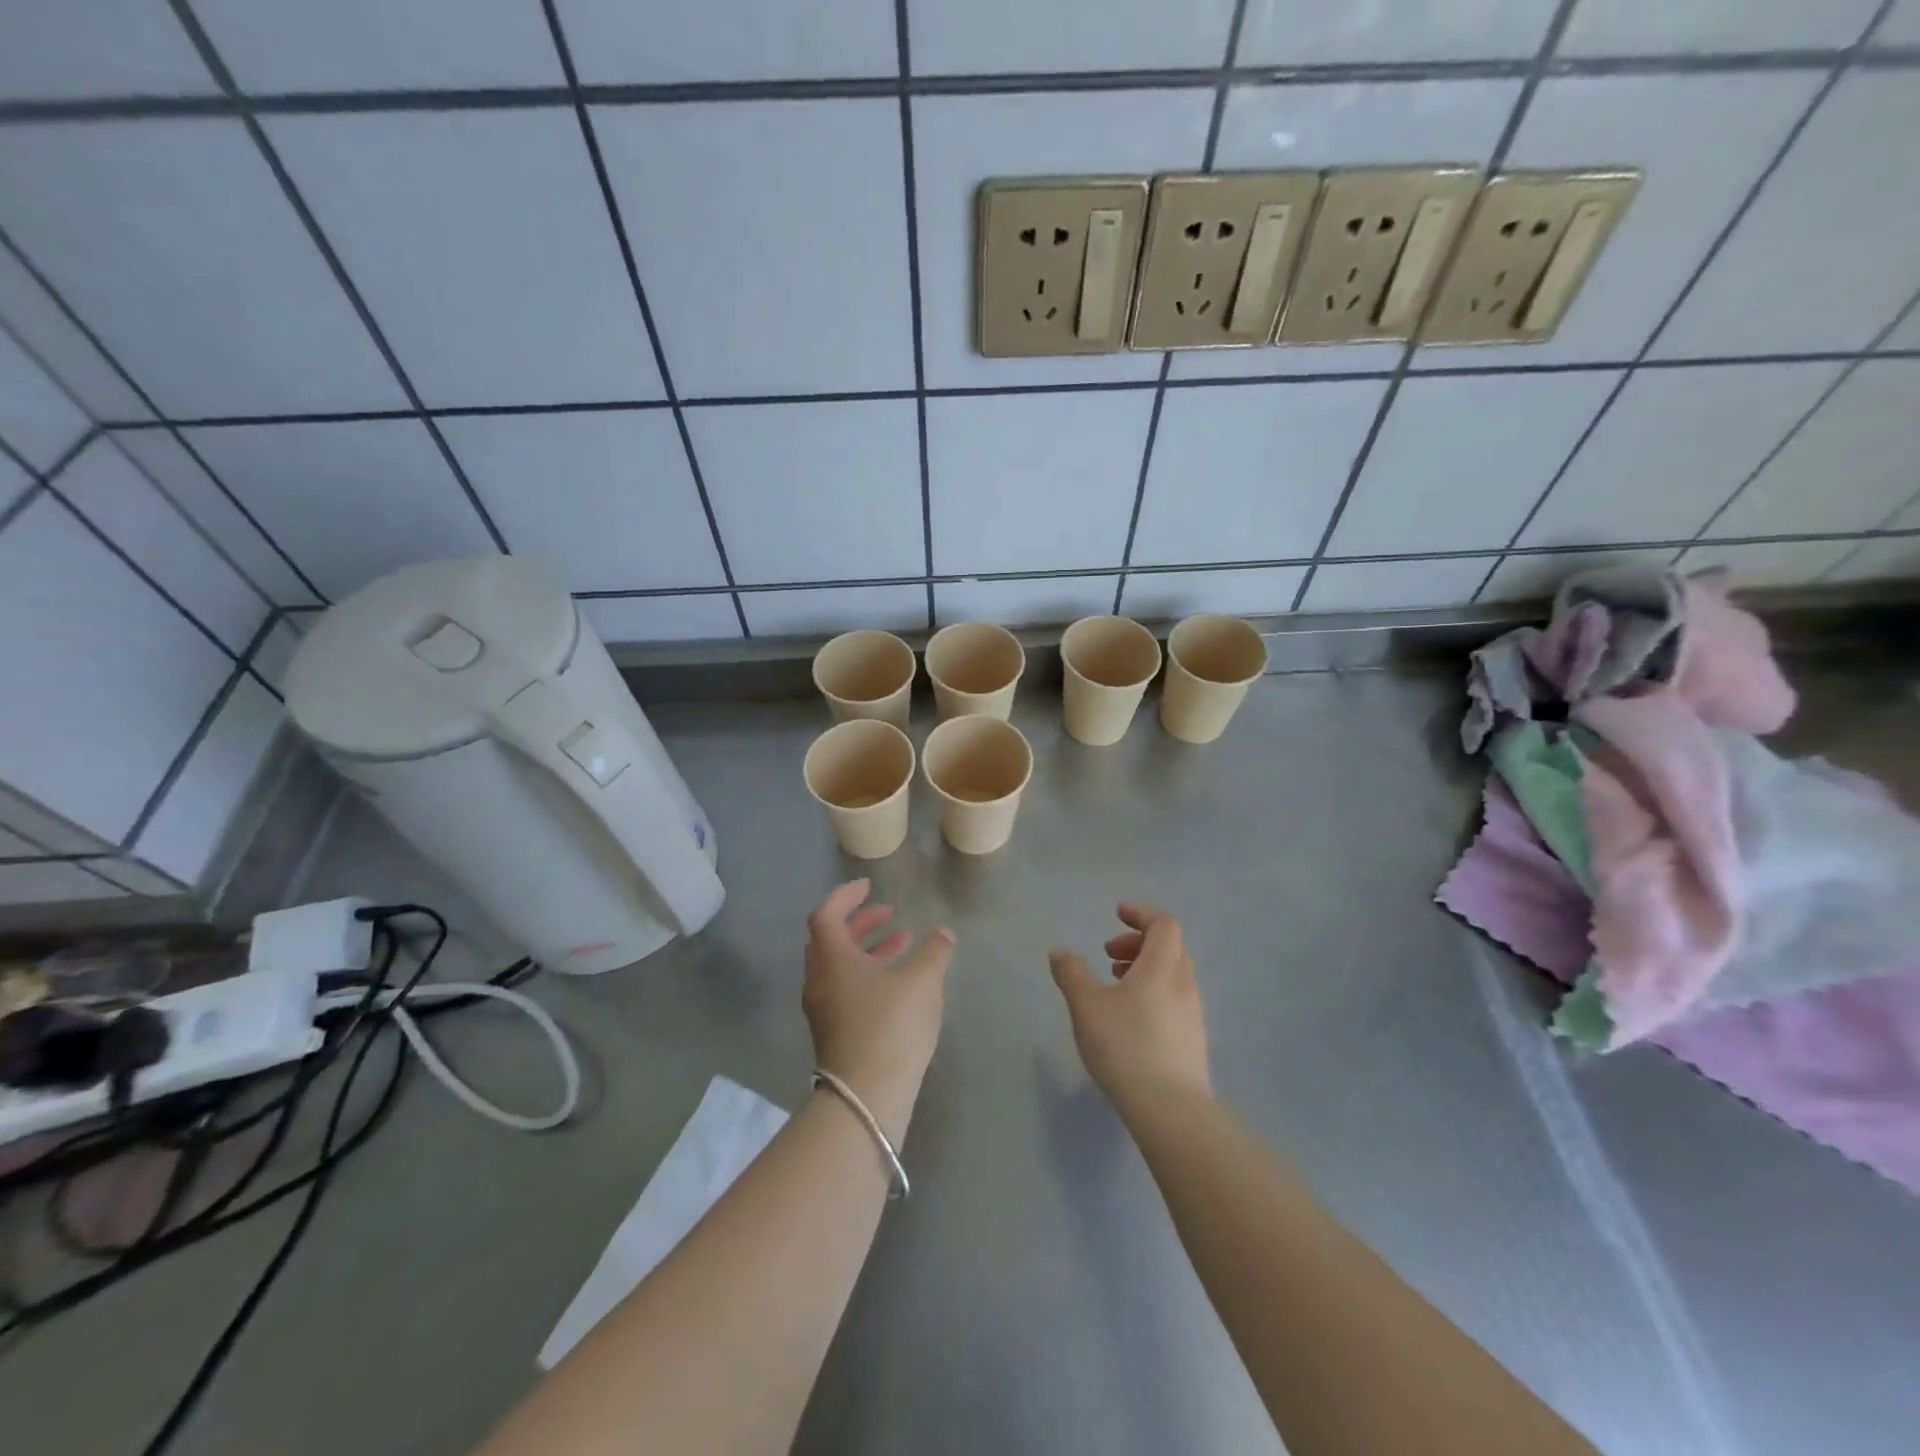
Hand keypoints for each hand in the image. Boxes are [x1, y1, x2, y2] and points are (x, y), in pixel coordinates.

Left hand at [803, 881, 955, 1136]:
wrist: (867, 1097)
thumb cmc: (891, 1025)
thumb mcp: (922, 981)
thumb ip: (935, 951)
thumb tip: (944, 933)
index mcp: (832, 958)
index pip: (827, 914)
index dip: (846, 896)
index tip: (868, 886)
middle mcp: (820, 980)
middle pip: (831, 940)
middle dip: (859, 923)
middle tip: (888, 913)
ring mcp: (823, 1010)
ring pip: (840, 967)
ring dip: (868, 950)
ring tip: (904, 943)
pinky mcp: (834, 1034)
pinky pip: (846, 990)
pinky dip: (868, 975)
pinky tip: (899, 984)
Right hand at [1049, 904, 1210, 1114]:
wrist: (1170, 1109)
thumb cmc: (1125, 1046)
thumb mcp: (1086, 1005)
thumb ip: (1072, 973)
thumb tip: (1061, 952)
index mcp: (1162, 967)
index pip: (1163, 925)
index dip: (1141, 914)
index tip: (1117, 914)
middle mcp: (1184, 985)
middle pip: (1170, 948)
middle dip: (1139, 943)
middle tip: (1110, 956)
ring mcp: (1193, 1015)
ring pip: (1173, 976)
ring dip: (1145, 969)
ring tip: (1116, 987)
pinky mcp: (1193, 1041)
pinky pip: (1175, 1000)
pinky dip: (1154, 993)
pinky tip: (1131, 1020)